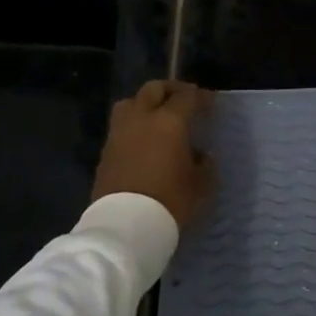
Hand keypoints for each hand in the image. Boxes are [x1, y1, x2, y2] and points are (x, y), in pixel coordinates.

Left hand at [91, 80, 215, 227]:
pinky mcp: (106, 151)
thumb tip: (202, 155)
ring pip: (131, 102)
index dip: (201, 97)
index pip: (187, 97)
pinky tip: (144, 140)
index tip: (210, 104)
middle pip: (154, 89)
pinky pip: (121, 126)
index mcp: (170, 121)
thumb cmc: (171, 201)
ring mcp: (119, 133)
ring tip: (157, 116)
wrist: (126, 226)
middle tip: (184, 99)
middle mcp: (142, 118)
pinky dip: (134, 125)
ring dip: (146, 103)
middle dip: (171, 89)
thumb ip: (205, 164)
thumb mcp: (201, 185)